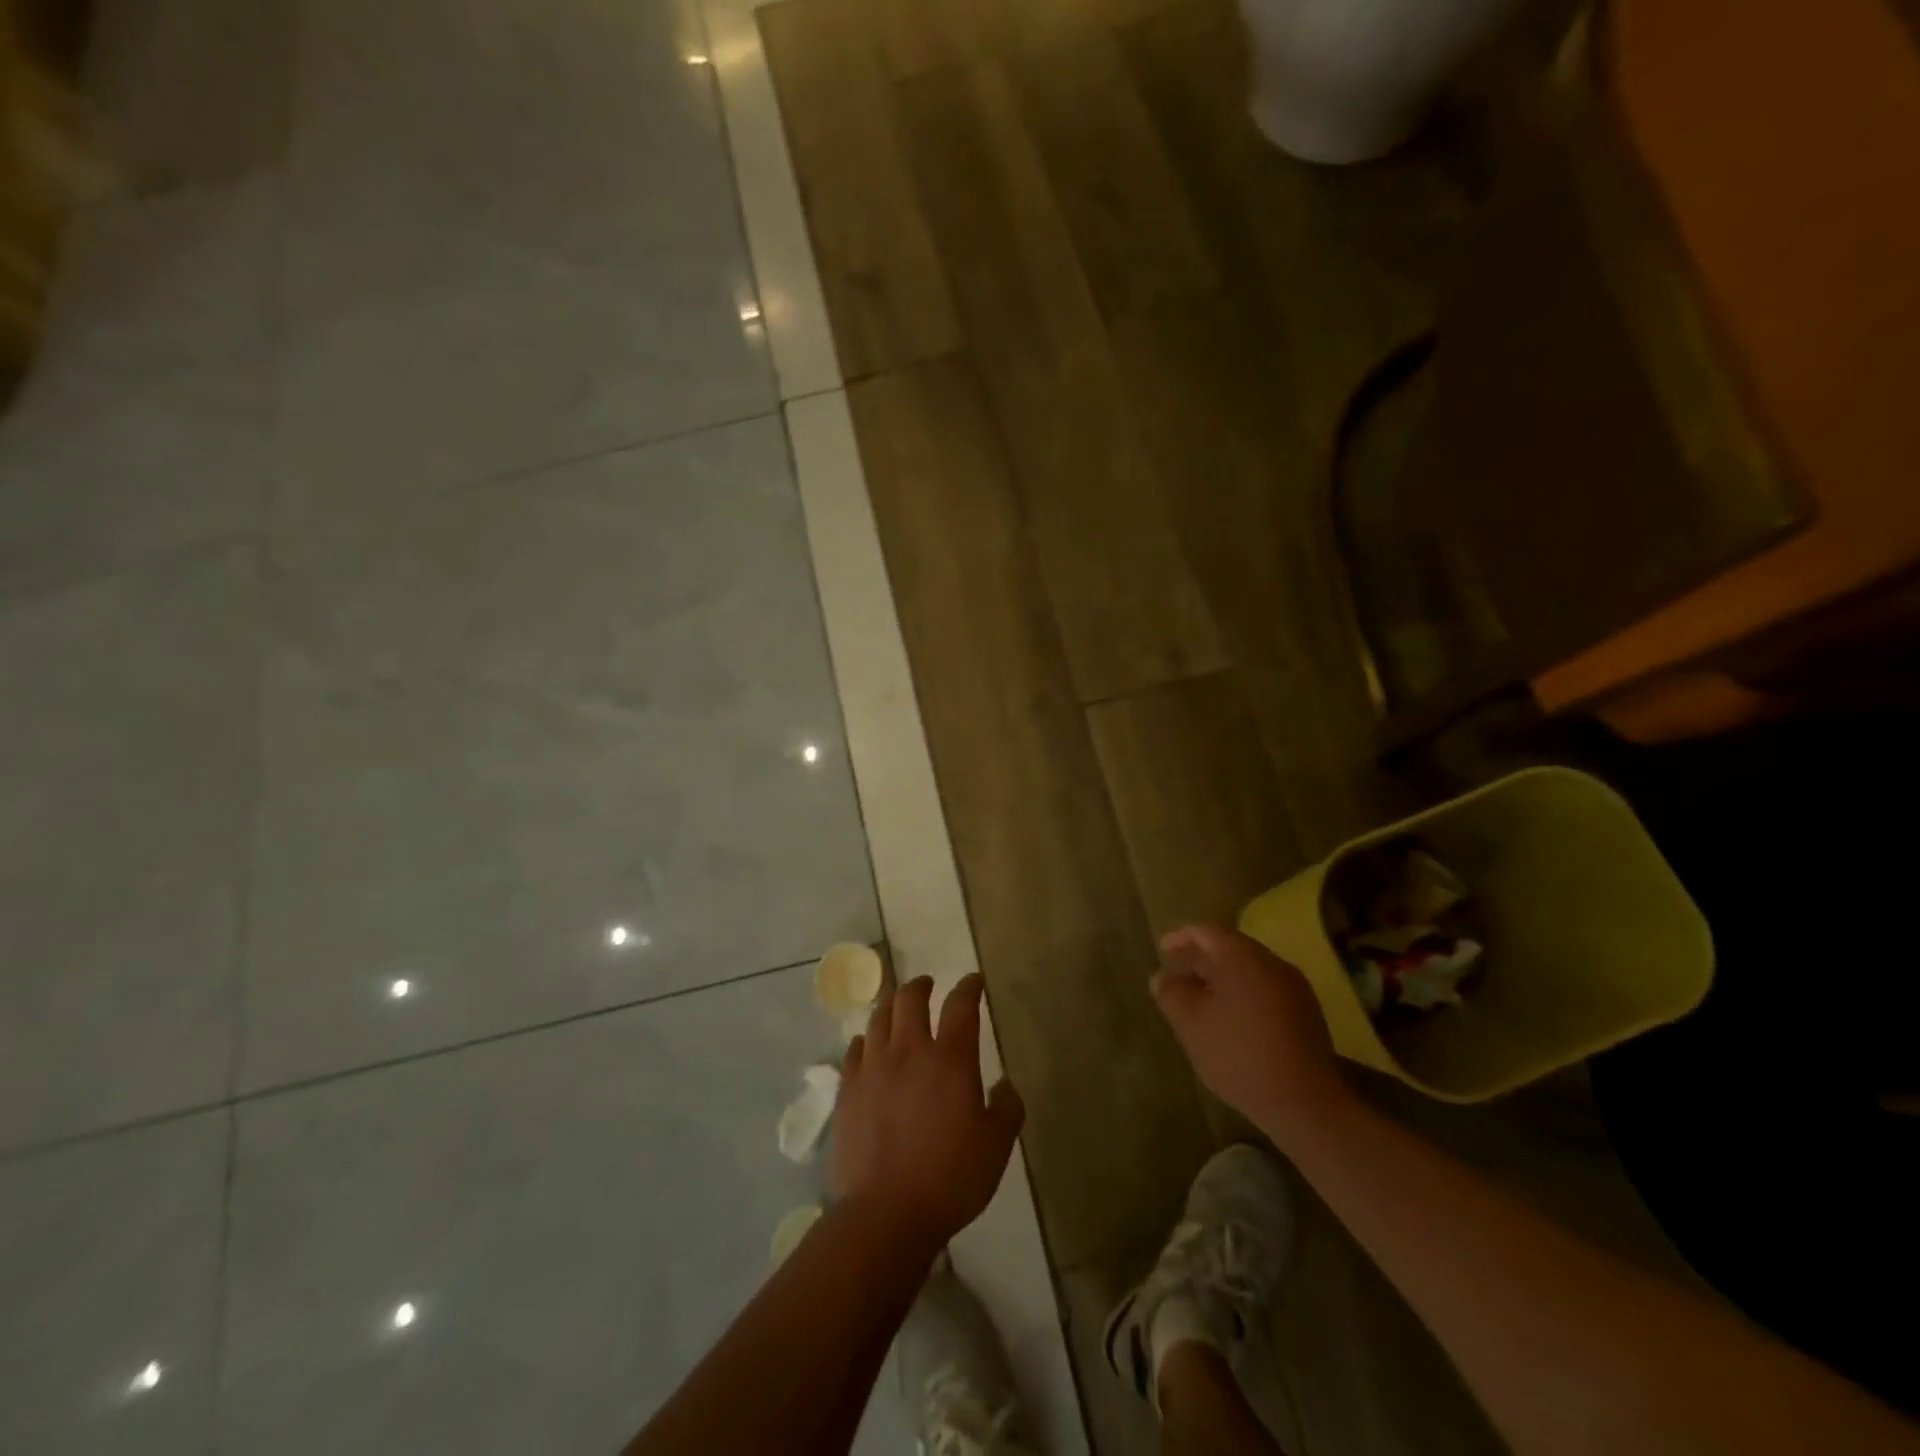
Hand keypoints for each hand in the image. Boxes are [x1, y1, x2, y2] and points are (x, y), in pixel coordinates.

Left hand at [833, 973, 1023, 1256]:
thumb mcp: (996, 1147)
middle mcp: (909, 1051)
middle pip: (910, 999)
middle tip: (928, 985)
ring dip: (891, 1006)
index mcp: (950, 1059)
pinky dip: (865, 1040)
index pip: (960, 1006)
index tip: (973, 981)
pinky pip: (854, 1049)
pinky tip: (867, 1045)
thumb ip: (1006, 1109)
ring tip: (896, 1008)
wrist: (885, 1213)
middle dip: (921, 985)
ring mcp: (873, 1067)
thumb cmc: (949, 1178)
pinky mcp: (848, 1089)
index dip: (968, 987)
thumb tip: (1004, 1085)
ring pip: (879, 1018)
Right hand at [1150, 924, 1351, 1146]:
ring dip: (1222, 979)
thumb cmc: (1239, 1053)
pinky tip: (1230, 1021)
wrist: (1305, 1102)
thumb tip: (1163, 978)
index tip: (1163, 949)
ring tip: (1201, 1000)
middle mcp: (1272, 963)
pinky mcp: (1307, 1015)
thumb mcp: (1191, 1023)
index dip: (1182, 938)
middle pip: (1230, 949)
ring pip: (1249, 972)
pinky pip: (1265, 991)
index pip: (1207, 932)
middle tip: (1178, 976)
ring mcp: (1294, 989)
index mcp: (1243, 957)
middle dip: (1201, 960)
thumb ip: (1172, 993)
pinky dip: (1242, 996)